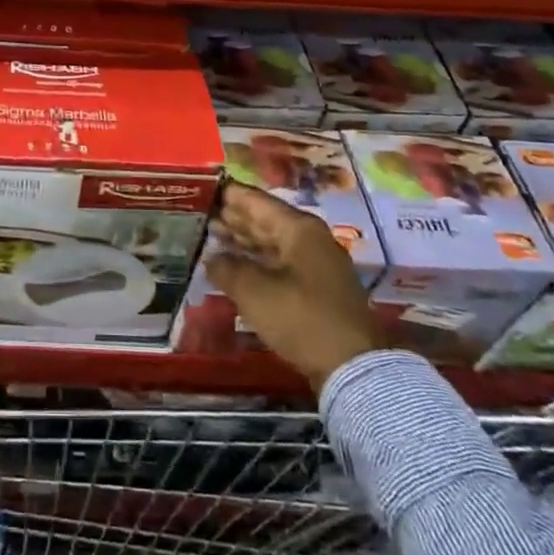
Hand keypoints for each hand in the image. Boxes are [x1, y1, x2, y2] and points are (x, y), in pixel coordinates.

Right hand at [205, 180, 378, 390]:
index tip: (203, 188)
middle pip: (265, 220)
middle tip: (201, 212)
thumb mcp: (254, 291)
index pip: (256, 200)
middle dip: (234, 217)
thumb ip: (227, 268)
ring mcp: (316, 264)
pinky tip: (235, 266)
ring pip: (272, 243)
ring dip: (243, 240)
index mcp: (299, 228)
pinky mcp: (316, 289)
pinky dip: (256, 261)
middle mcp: (310, 239)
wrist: (352, 366)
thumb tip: (211, 258)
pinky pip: (279, 264)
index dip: (229, 194)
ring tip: (212, 236)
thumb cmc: (300, 317)